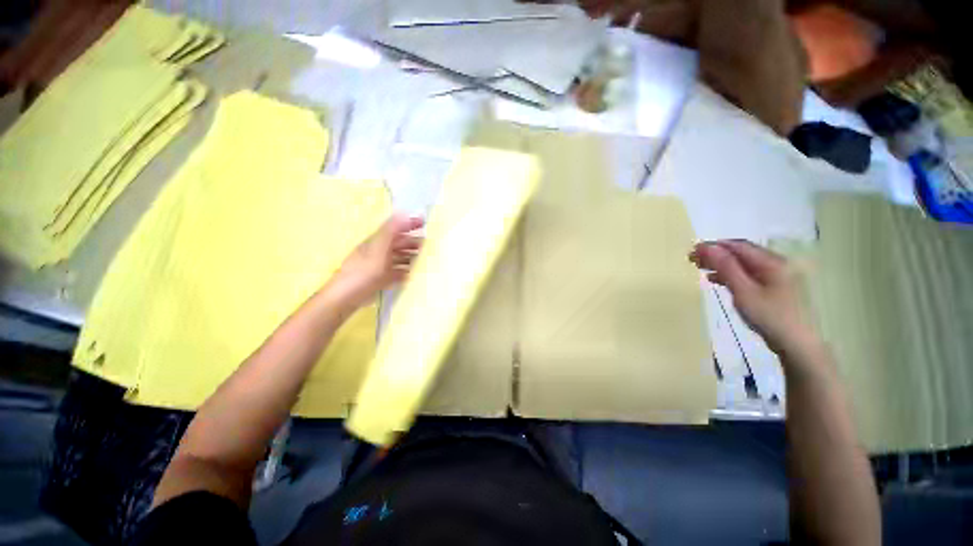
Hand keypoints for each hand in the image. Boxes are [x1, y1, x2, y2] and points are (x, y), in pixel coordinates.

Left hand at [325, 214, 423, 311]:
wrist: (346, 297)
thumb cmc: (363, 271)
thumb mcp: (378, 248)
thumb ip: (391, 231)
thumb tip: (404, 212)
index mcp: (377, 242)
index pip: (395, 229)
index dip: (408, 224)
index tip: (424, 222)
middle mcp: (379, 252)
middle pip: (398, 244)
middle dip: (413, 242)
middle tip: (429, 244)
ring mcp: (379, 266)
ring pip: (398, 258)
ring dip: (411, 256)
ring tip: (425, 258)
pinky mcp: (381, 280)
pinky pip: (396, 272)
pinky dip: (405, 271)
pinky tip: (413, 274)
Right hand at [690, 240, 817, 354]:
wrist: (799, 346)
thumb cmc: (770, 317)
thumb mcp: (744, 292)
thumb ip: (726, 267)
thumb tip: (708, 248)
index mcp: (772, 262)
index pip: (738, 246)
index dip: (714, 246)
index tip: (692, 250)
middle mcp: (777, 264)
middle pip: (742, 253)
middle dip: (717, 254)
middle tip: (693, 259)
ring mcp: (778, 277)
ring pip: (745, 264)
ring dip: (723, 264)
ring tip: (701, 269)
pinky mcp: (776, 289)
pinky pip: (750, 275)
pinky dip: (732, 274)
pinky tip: (718, 280)